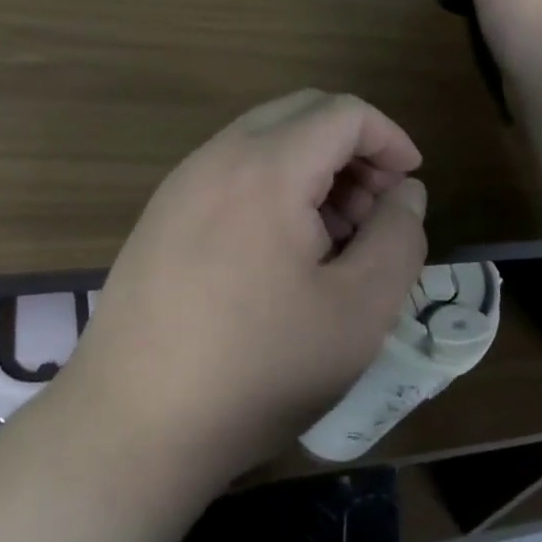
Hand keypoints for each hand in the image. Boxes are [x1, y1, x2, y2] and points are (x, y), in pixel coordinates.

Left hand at [67, 90, 428, 485]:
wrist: (130, 428)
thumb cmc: (257, 369)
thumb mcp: (359, 312)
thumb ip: (398, 238)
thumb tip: (405, 192)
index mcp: (267, 167)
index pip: (343, 112)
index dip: (389, 138)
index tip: (410, 185)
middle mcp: (218, 156)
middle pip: (302, 112)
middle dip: (352, 147)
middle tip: (376, 210)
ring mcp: (181, 182)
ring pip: (265, 139)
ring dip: (313, 166)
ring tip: (335, 236)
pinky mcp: (161, 213)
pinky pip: (232, 170)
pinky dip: (274, 184)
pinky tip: (282, 250)